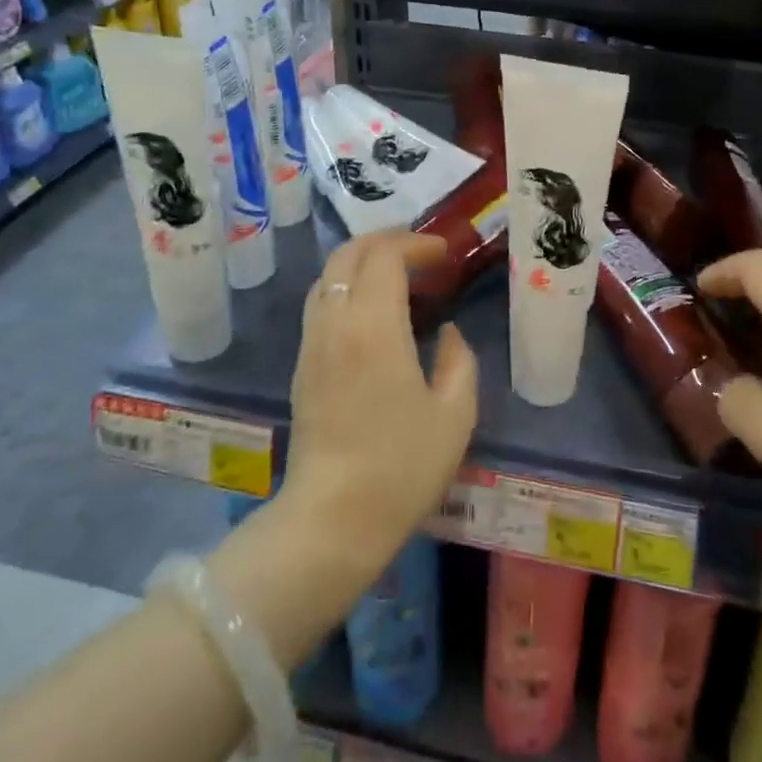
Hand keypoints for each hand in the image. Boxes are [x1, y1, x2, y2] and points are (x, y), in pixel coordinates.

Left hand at [282, 231, 477, 566]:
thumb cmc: (401, 467)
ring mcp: (312, 343)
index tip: (444, 254)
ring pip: (328, 276)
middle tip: (420, 252)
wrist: (332, 520)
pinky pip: (321, 303)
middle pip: (348, 254)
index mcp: (374, 325)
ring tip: (397, 276)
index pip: (385, 255)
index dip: (415, 243)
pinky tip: (372, 312)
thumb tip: (446, 333)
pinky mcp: (302, 366)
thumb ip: (459, 362)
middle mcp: (336, 322)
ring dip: (362, 262)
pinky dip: (347, 287)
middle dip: (385, 240)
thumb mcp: (454, 415)